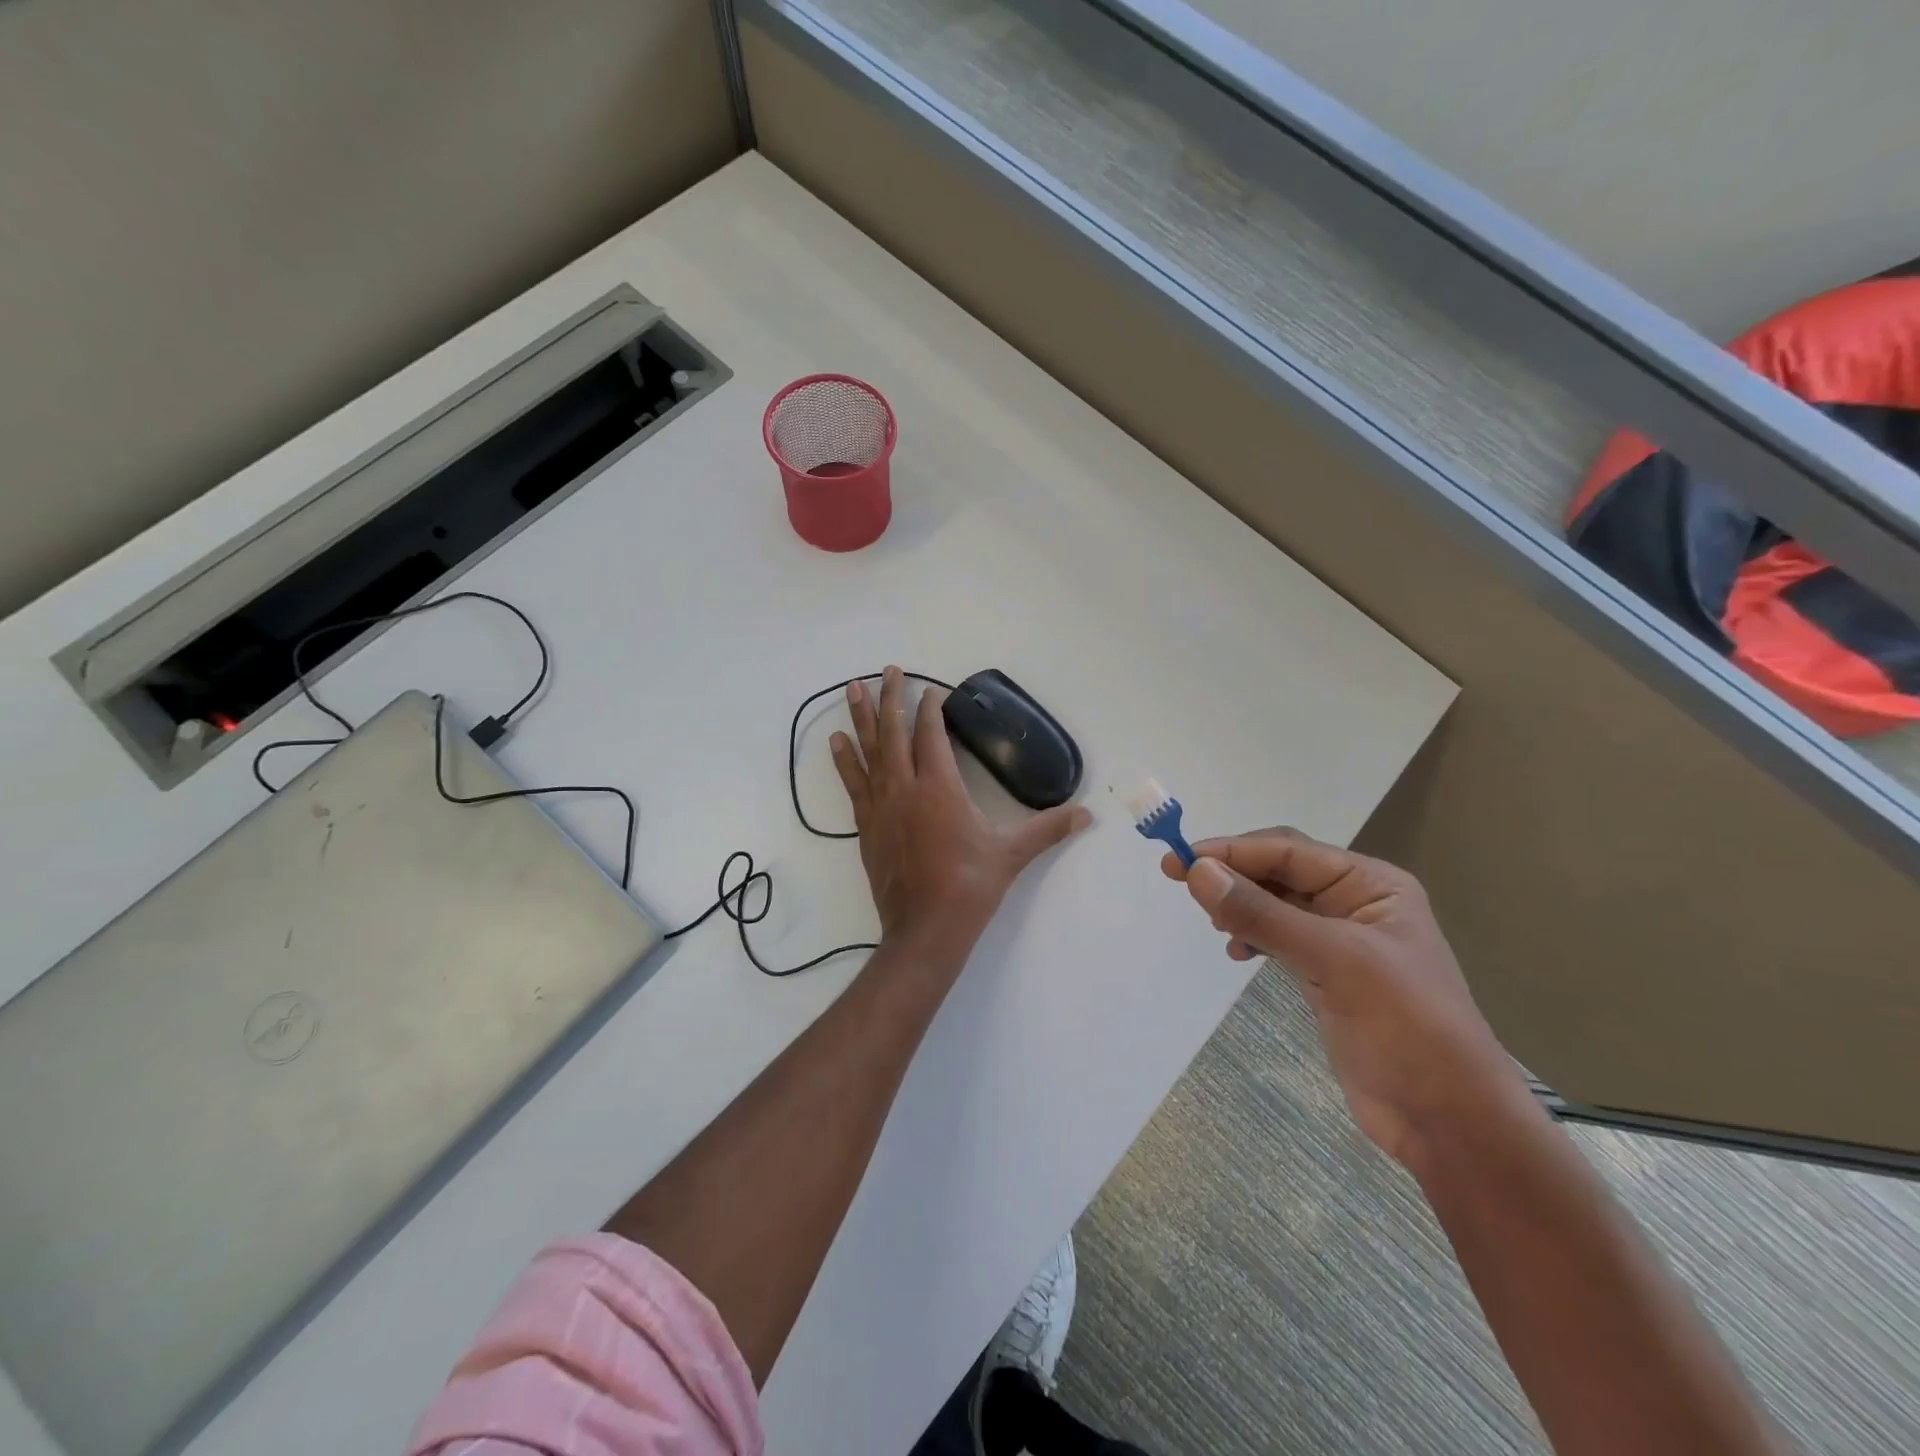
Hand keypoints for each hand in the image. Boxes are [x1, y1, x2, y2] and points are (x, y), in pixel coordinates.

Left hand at [832, 667, 1089, 968]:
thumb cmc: (970, 886)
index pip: (932, 734)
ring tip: (851, 688)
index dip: (931, 708)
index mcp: (940, 787)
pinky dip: (844, 760)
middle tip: (889, 669)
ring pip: (868, 751)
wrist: (924, 929)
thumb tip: (1087, 815)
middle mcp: (905, 787)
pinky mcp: (866, 825)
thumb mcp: (1012, 854)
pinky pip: (852, 783)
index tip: (932, 691)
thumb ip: (1048, 829)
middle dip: (892, 697)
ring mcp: (881, 805)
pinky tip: (835, 742)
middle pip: (895, 731)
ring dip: (861, 718)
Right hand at [1162, 828, 1523, 1166]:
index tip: (1179, 860)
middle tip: (1177, 878)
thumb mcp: (1334, 960)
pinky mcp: (1326, 975)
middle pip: (1279, 871)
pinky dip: (1251, 936)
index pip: (1288, 850)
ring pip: (1274, 903)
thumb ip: (1263, 914)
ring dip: (1239, 903)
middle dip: (1231, 872)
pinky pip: (1277, 937)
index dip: (1231, 851)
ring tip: (1209, 918)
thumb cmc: (1407, 1027)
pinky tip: (1235, 950)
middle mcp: (1355, 903)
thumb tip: (1197, 872)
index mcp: (1370, 884)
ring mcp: (1340, 941)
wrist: (1450, 1121)